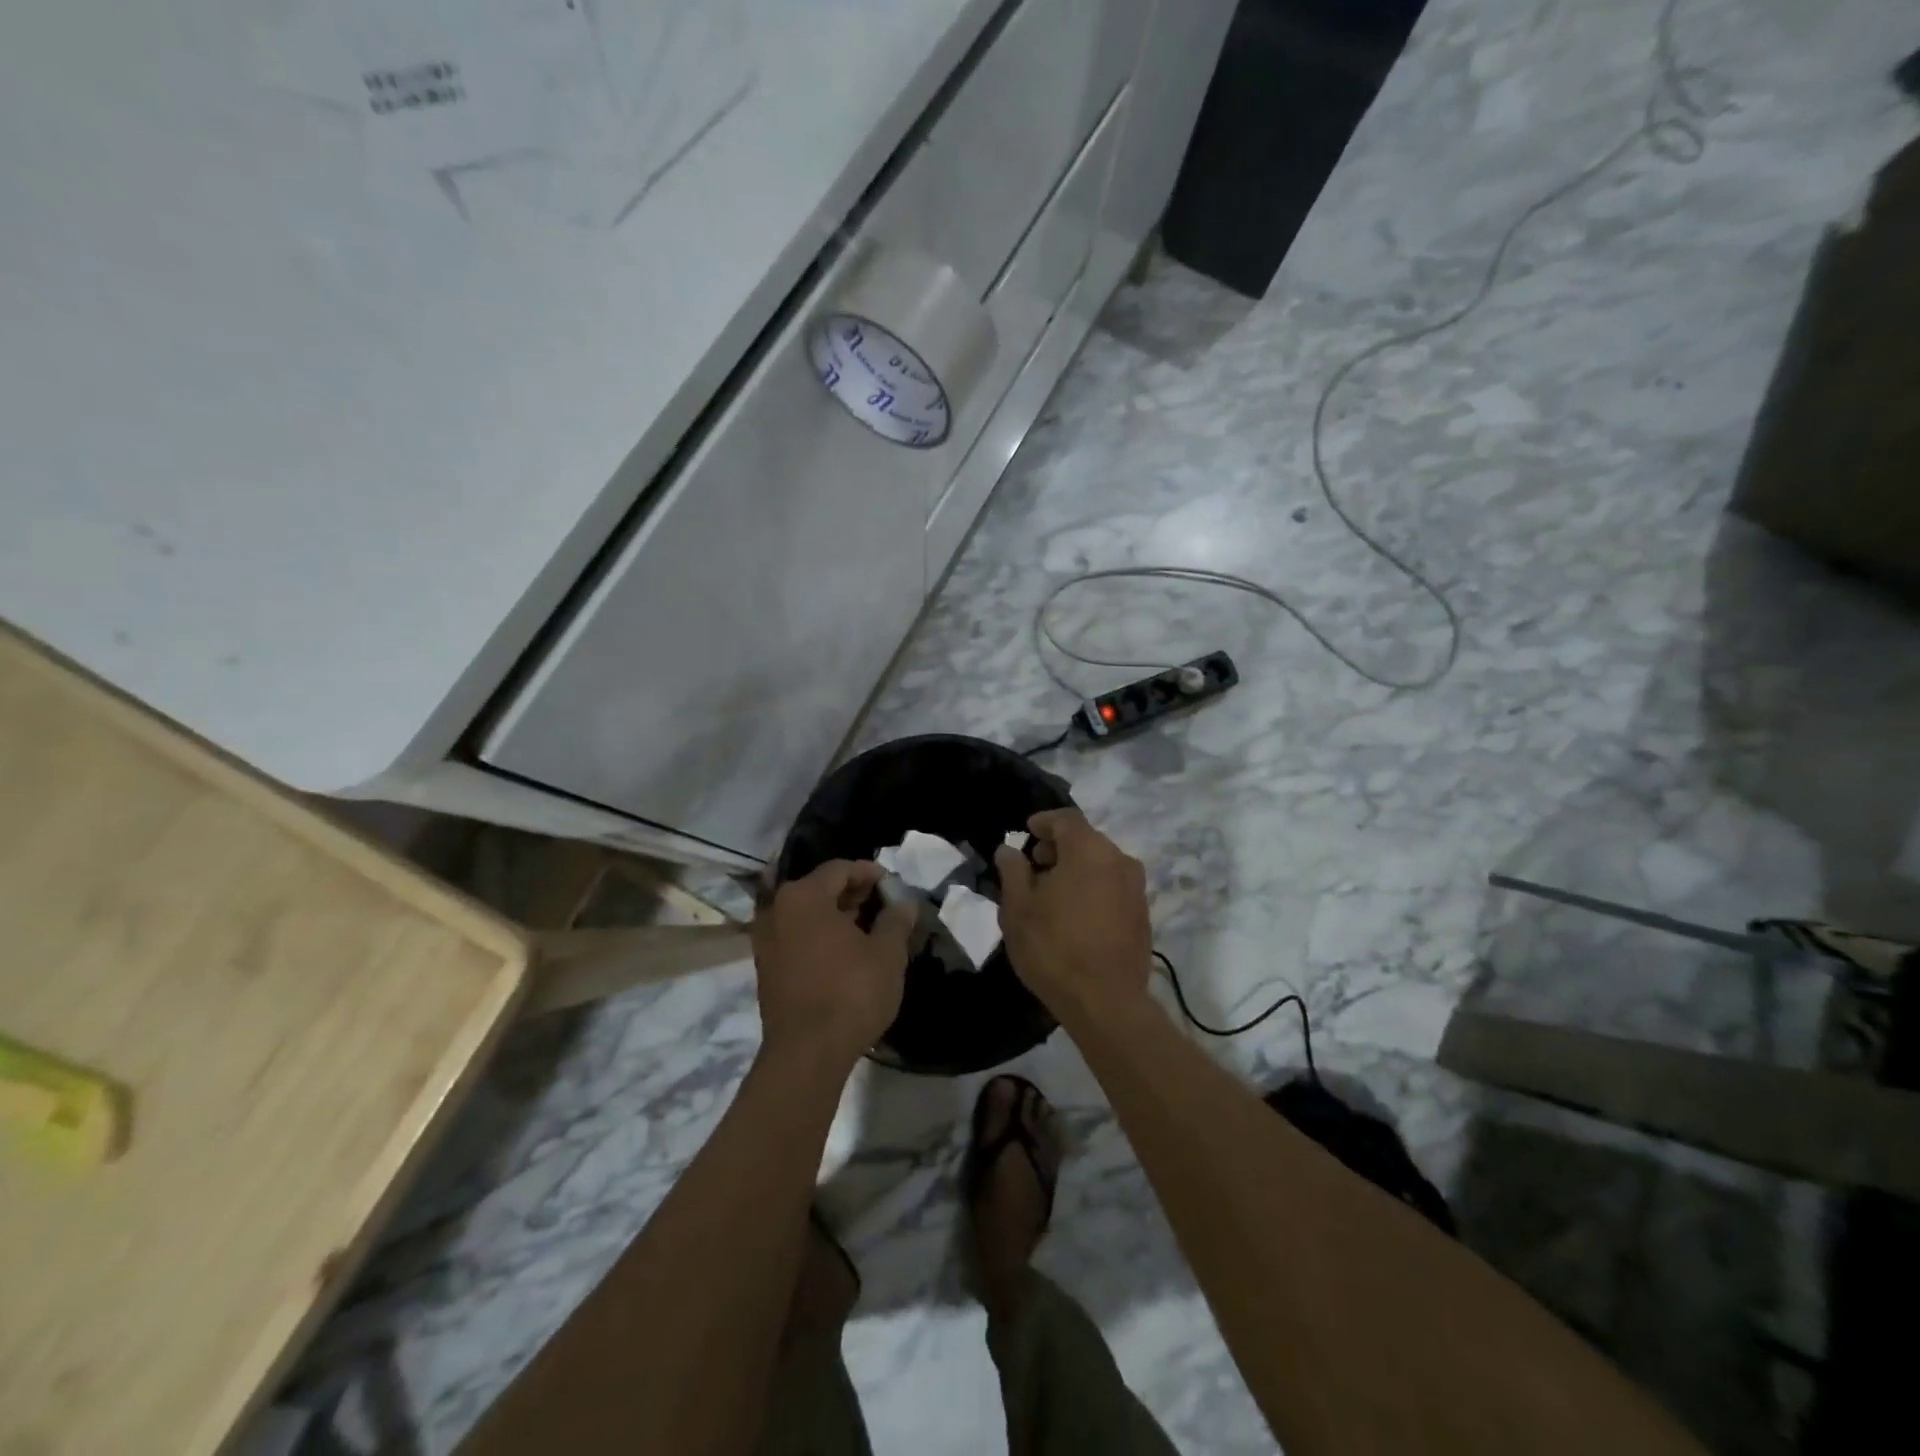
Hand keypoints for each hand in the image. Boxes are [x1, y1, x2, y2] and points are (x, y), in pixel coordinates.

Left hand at [752, 860, 912, 1068]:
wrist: (807, 1054)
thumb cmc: (850, 993)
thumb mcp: (887, 953)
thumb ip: (896, 920)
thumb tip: (904, 903)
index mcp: (803, 897)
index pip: (840, 869)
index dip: (869, 872)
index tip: (892, 884)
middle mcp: (777, 910)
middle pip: (819, 889)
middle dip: (853, 893)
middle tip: (883, 903)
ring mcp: (766, 941)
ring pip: (807, 914)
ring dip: (837, 915)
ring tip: (869, 928)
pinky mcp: (766, 968)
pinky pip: (797, 937)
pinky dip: (821, 935)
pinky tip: (846, 952)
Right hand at [993, 809, 1153, 1022]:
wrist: (1106, 1003)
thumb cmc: (1054, 949)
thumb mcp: (1018, 909)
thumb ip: (1013, 871)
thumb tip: (1010, 850)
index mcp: (1089, 851)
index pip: (1066, 819)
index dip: (1044, 821)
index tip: (1027, 831)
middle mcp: (1119, 860)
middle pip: (1086, 839)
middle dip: (1059, 846)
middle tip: (1035, 864)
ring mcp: (1136, 888)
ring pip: (1102, 863)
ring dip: (1077, 868)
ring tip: (1052, 892)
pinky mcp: (1143, 914)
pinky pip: (1114, 886)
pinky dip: (1093, 887)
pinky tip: (1075, 913)